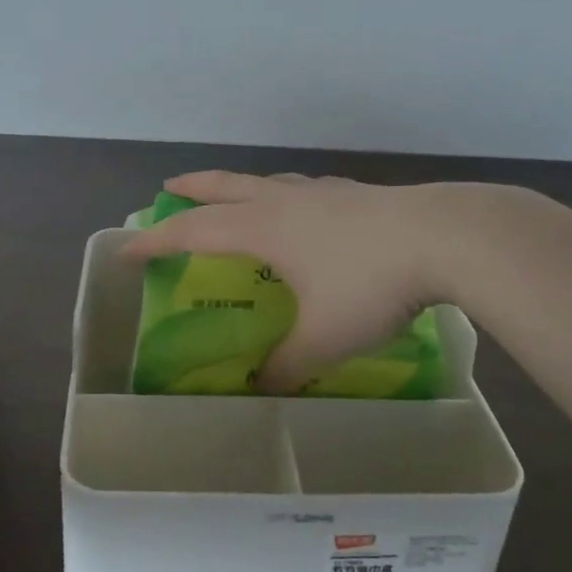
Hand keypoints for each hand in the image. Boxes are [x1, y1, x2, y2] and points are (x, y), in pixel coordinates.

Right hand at [121, 170, 477, 392]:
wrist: (444, 237)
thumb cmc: (369, 284)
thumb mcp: (323, 339)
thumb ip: (287, 367)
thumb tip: (261, 390)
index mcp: (264, 228)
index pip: (193, 231)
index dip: (157, 241)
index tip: (128, 249)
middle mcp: (284, 201)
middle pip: (224, 186)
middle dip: (192, 188)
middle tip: (168, 187)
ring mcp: (323, 192)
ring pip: (266, 181)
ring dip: (239, 185)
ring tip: (235, 196)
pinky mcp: (355, 194)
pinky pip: (303, 189)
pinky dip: (284, 195)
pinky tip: (305, 210)